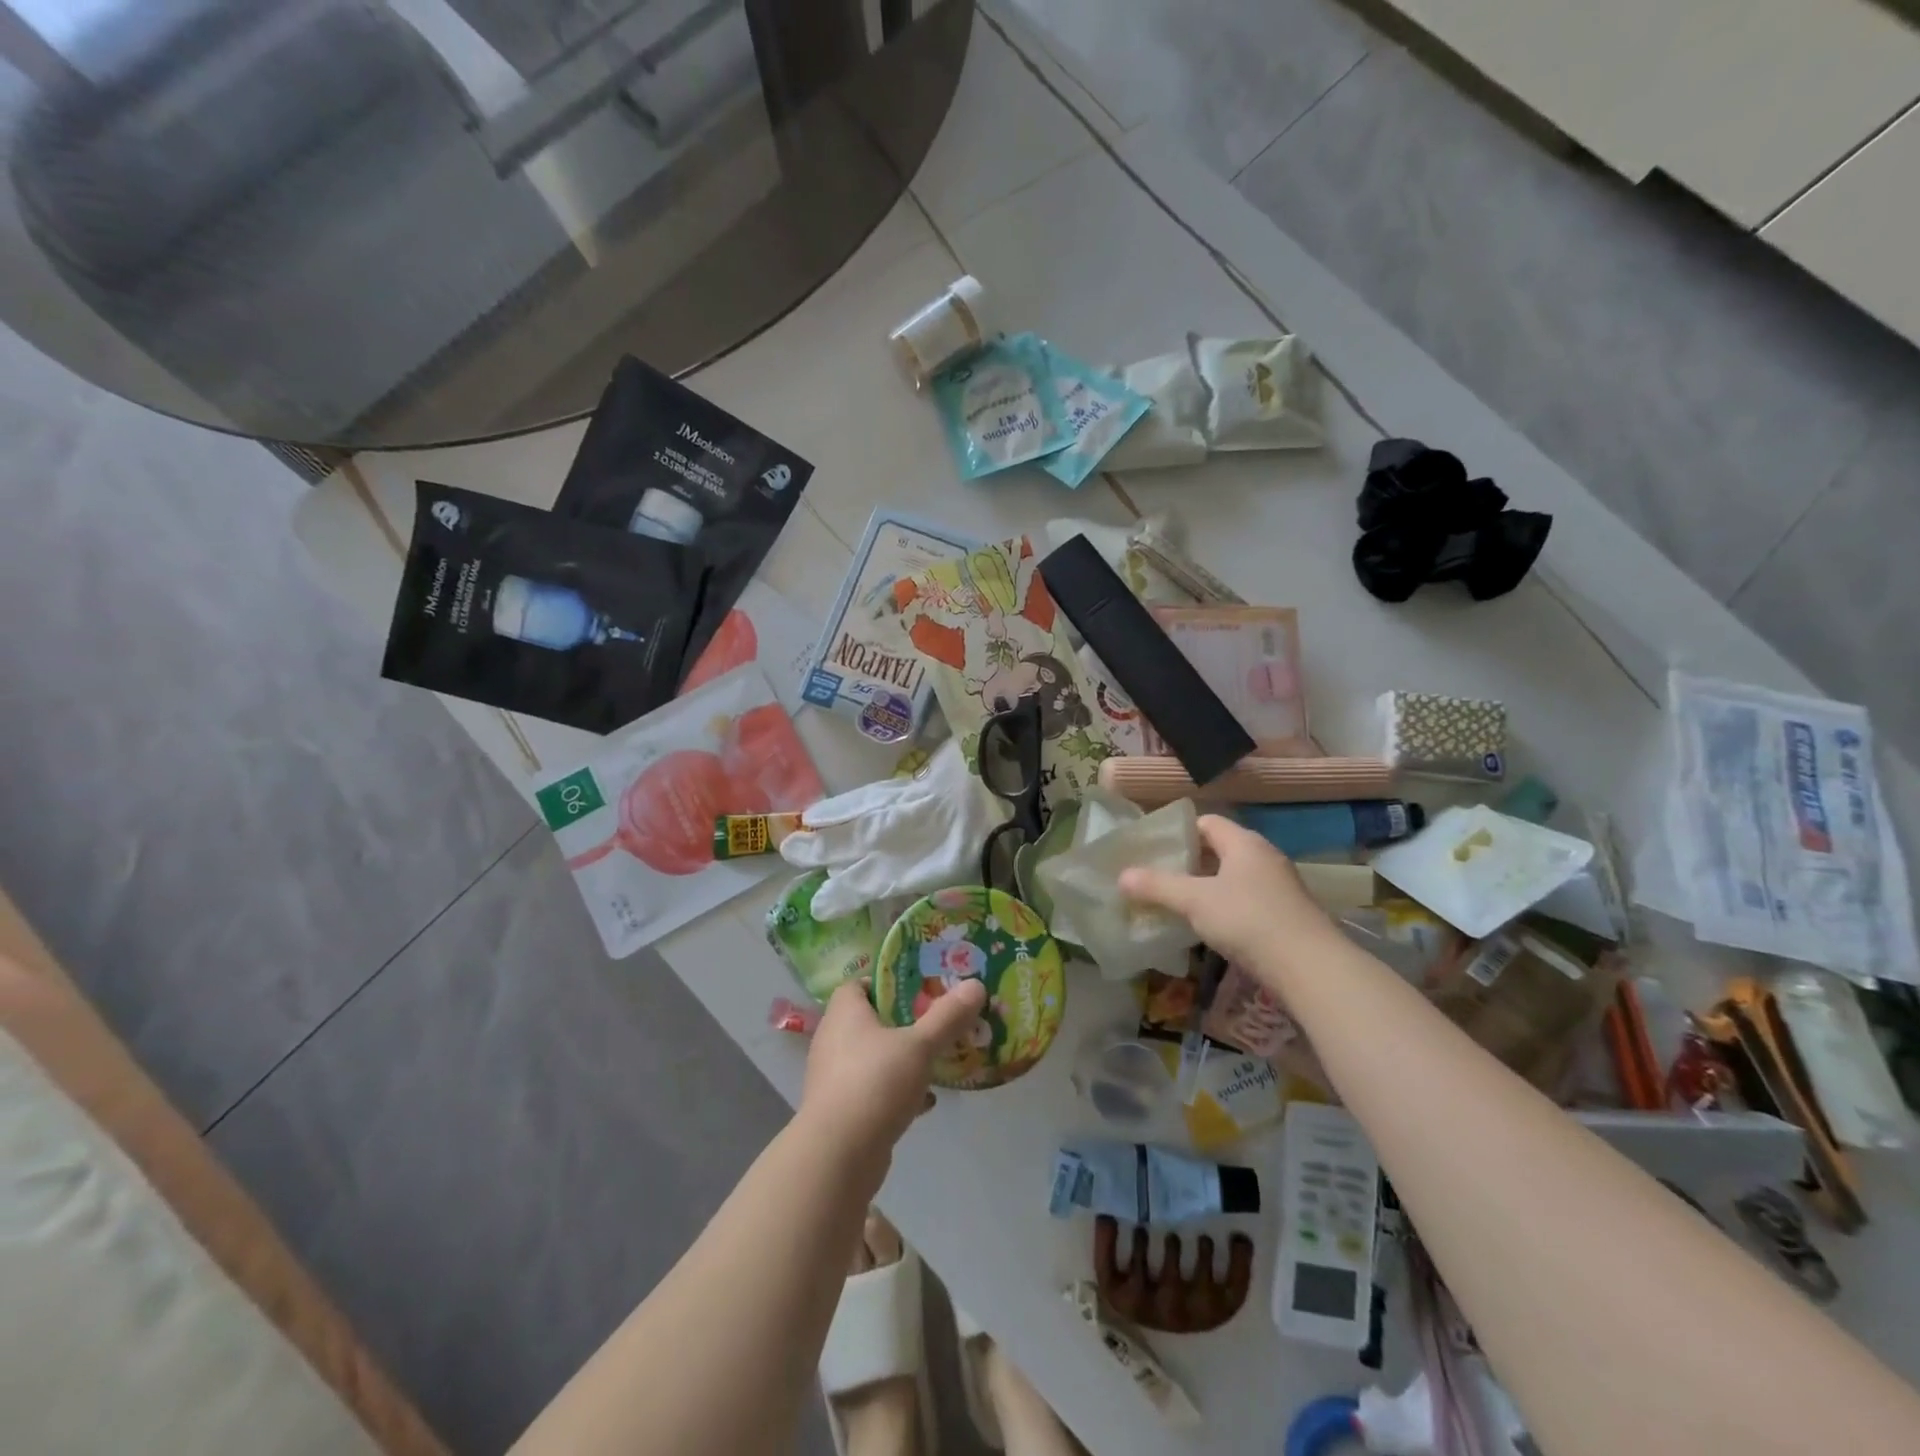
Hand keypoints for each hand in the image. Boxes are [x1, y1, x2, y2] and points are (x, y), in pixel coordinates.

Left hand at [800, 977, 987, 1161]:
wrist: (838, 1156)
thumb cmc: (875, 1083)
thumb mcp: (920, 1046)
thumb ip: (948, 1016)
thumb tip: (976, 985)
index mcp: (844, 1013)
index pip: (859, 984)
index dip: (887, 982)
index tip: (919, 987)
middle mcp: (834, 1039)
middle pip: (870, 1019)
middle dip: (904, 1021)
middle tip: (937, 1019)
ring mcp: (835, 1077)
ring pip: (874, 1056)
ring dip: (902, 1058)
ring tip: (937, 1058)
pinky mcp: (842, 1110)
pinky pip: (874, 1089)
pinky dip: (898, 1090)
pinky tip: (926, 1099)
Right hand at [1119, 814, 1334, 972]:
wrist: (1309, 966)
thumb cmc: (1247, 919)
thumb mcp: (1195, 901)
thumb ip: (1157, 886)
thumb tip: (1121, 876)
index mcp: (1244, 842)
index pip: (1206, 822)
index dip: (1178, 832)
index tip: (1153, 848)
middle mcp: (1264, 857)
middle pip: (1219, 850)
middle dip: (1188, 862)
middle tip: (1157, 876)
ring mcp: (1278, 886)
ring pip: (1233, 877)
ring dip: (1206, 887)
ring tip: (1176, 902)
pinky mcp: (1285, 914)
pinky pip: (1246, 900)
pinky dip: (1224, 907)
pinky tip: (1207, 926)